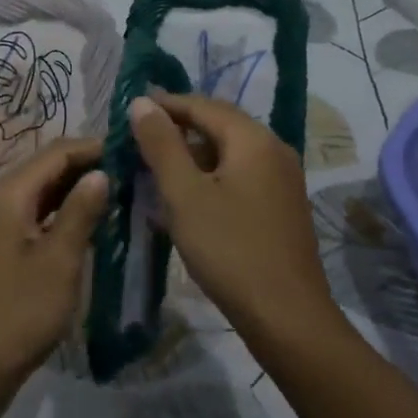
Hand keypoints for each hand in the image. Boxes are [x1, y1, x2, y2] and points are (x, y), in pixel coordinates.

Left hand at [0, 138, 107, 403]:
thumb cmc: (17, 314)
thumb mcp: (59, 262)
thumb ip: (81, 212)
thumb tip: (102, 173)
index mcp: (7, 194)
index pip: (56, 152)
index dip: (94, 147)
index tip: (134, 151)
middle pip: (46, 167)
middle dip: (88, 167)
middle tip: (133, 173)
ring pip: (40, 192)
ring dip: (76, 190)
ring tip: (120, 194)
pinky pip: (33, 214)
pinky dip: (61, 213)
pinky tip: (90, 224)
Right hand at [129, 93, 337, 337]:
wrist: (287, 316)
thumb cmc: (230, 249)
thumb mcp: (184, 194)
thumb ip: (161, 144)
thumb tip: (142, 101)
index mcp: (253, 139)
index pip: (202, 105)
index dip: (165, 105)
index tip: (129, 112)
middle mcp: (274, 149)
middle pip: (219, 125)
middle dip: (178, 129)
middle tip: (138, 140)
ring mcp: (282, 179)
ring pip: (229, 152)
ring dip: (192, 154)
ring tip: (156, 168)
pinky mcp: (281, 205)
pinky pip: (240, 175)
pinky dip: (210, 176)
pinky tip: (187, 197)